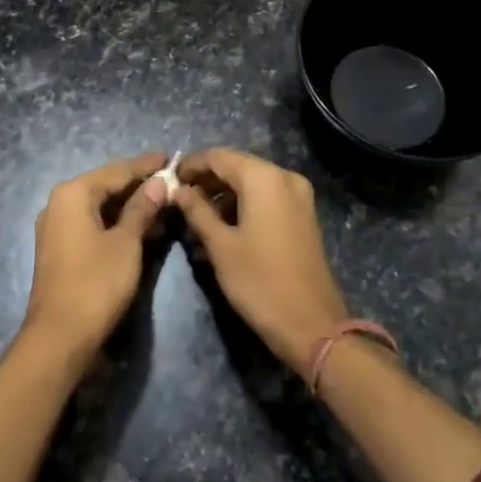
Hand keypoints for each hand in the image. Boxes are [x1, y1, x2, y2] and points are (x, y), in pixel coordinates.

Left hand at [23, 152, 170, 355]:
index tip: (169, 156)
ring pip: (99, 207)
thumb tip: (159, 182)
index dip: (145, 165)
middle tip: (169, 178)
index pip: (116, 171)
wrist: (60, 337)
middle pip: (105, 186)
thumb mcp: (126, 243)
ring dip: (129, 205)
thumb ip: (142, 208)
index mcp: (72, 193)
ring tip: (162, 200)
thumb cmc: (96, 283)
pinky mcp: (60, 249)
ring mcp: (57, 228)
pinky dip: (116, 223)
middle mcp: (59, 204)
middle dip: (138, 184)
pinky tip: (140, 226)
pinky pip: (92, 224)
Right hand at [176, 148, 350, 373]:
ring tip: (195, 222)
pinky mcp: (302, 215)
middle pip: (236, 166)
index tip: (168, 182)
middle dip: (206, 182)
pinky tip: (221, 230)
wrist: (312, 325)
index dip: (190, 166)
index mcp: (263, 178)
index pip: (218, 156)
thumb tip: (178, 190)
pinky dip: (242, 207)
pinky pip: (265, 199)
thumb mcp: (220, 246)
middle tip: (179, 203)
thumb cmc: (259, 282)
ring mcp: (298, 196)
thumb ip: (197, 210)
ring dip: (222, 197)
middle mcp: (284, 177)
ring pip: (250, 184)